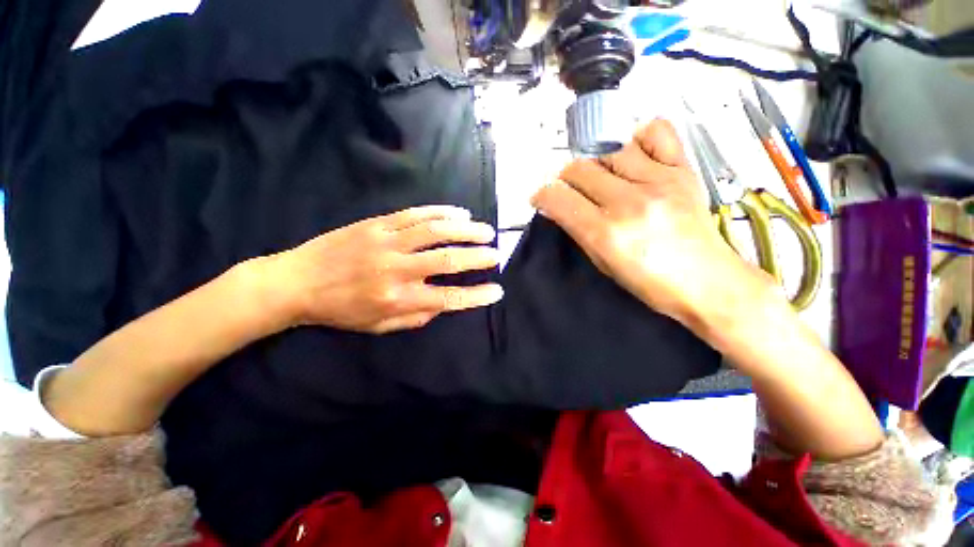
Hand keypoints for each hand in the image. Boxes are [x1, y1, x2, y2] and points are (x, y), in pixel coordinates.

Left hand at [263, 205, 502, 333]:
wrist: (295, 282)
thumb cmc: (339, 309)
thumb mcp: (377, 326)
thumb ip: (415, 318)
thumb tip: (442, 305)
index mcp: (397, 299)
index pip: (448, 298)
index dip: (476, 296)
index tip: (497, 291)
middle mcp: (397, 269)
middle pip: (448, 260)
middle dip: (478, 257)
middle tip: (497, 254)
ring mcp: (387, 242)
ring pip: (435, 231)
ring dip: (466, 230)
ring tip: (485, 231)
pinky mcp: (377, 224)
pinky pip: (415, 214)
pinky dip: (441, 212)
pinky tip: (459, 213)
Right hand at [531, 119, 773, 327]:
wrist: (708, 283)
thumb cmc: (651, 283)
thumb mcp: (603, 263)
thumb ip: (577, 230)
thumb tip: (558, 207)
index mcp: (606, 233)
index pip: (558, 197)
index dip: (542, 195)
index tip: (542, 198)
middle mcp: (629, 202)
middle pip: (579, 169)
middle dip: (566, 179)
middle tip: (571, 191)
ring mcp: (659, 182)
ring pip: (609, 149)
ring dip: (596, 163)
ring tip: (602, 177)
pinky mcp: (683, 171)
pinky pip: (657, 132)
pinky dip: (639, 139)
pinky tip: (634, 155)